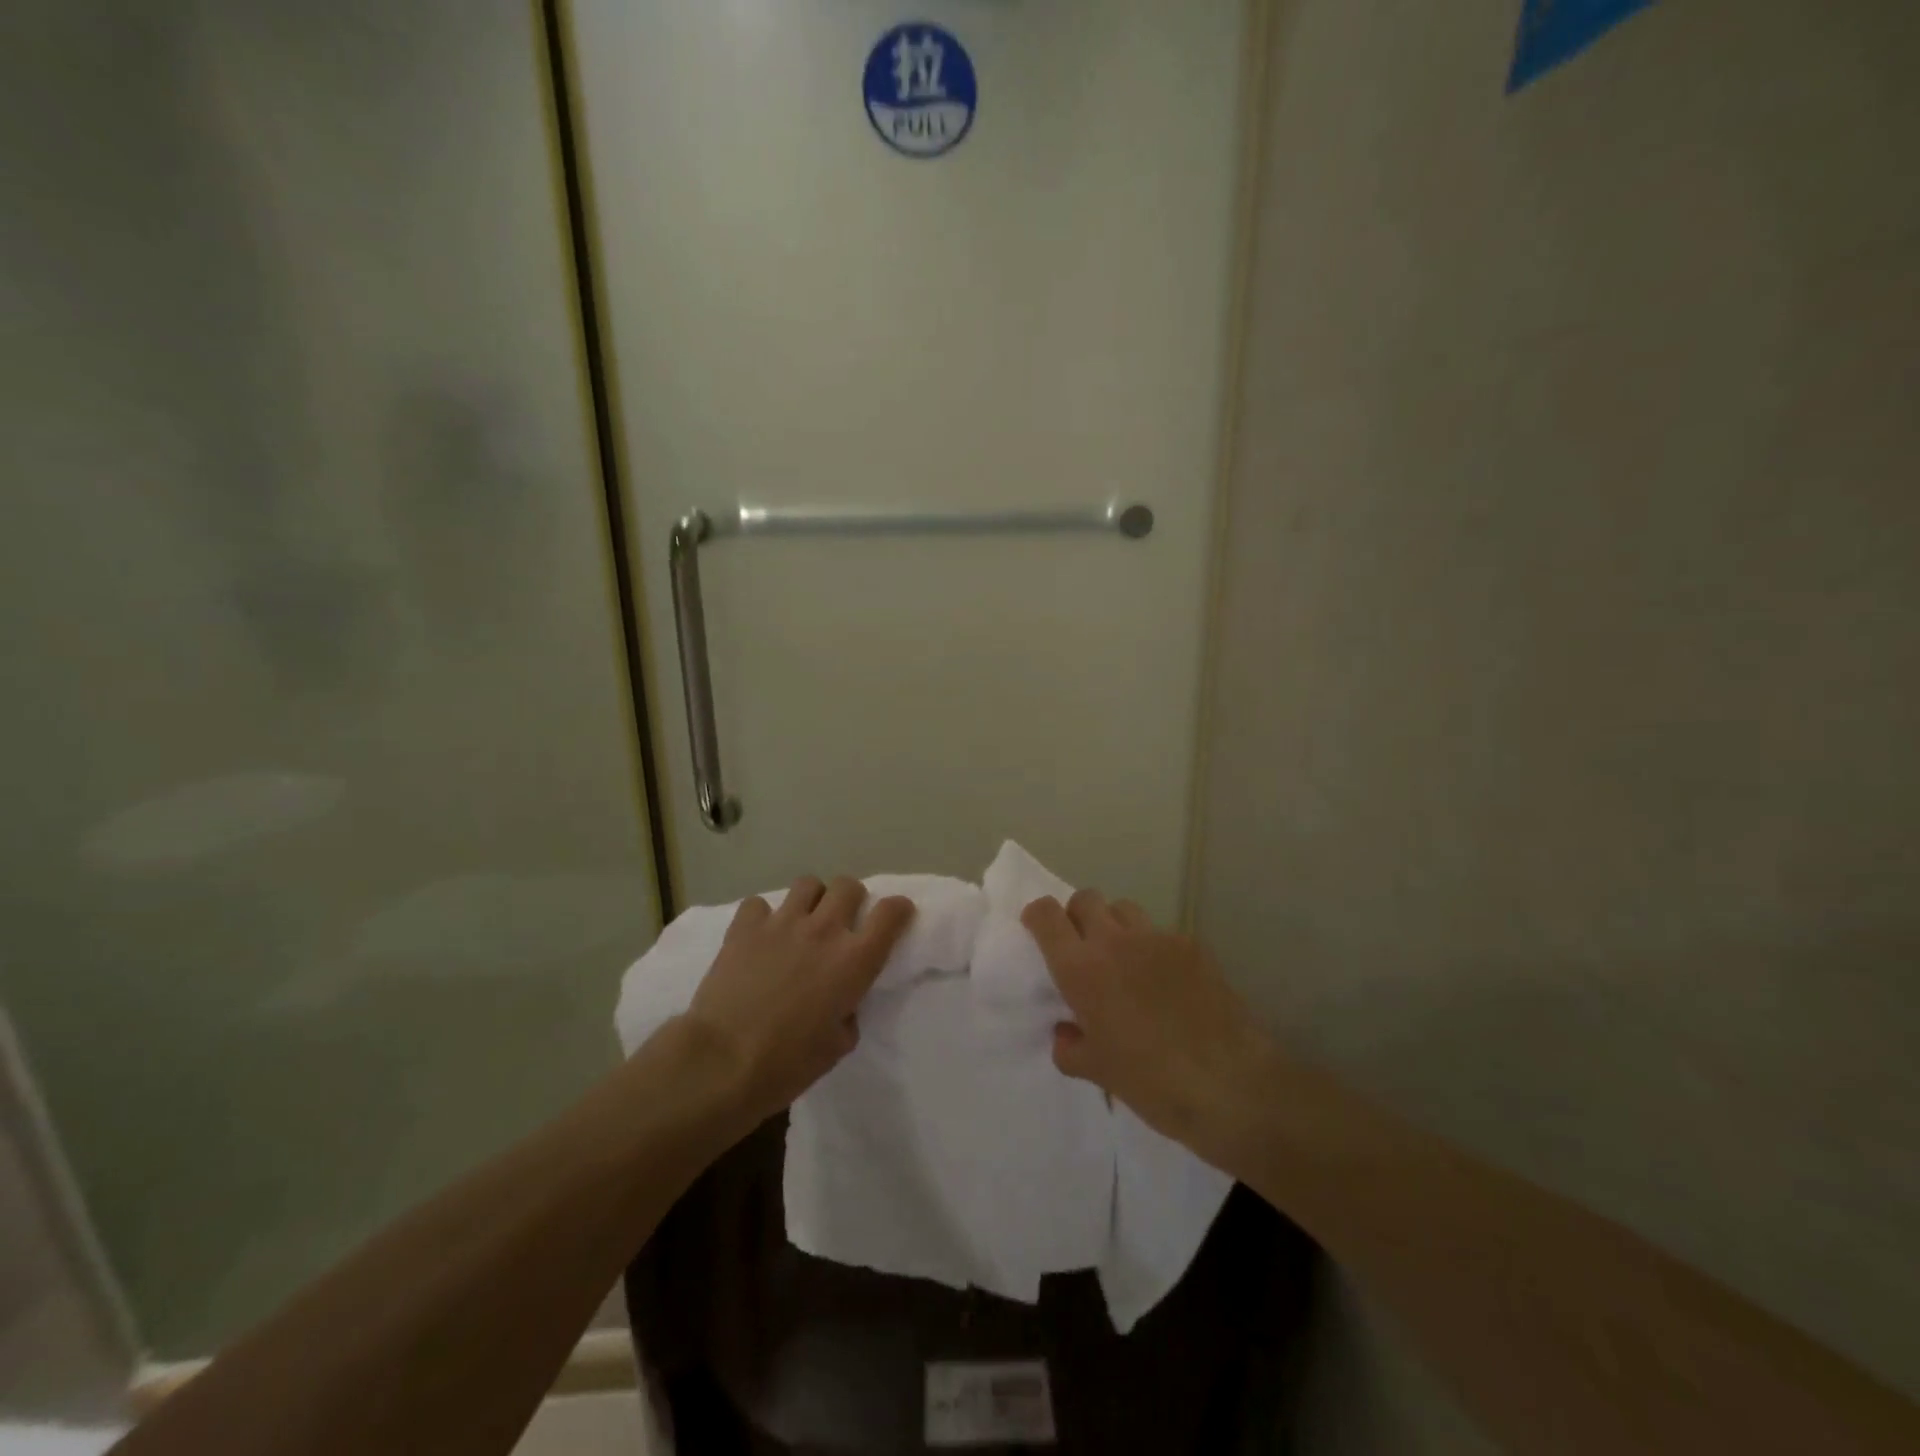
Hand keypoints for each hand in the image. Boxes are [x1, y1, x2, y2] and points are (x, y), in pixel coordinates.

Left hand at [683, 875, 913, 1122]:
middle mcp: (824, 930)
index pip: (890, 913)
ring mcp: (783, 923)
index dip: (898, 909)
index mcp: (855, 960)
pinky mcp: (745, 926)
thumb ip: (848, 1012)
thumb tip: (841, 1003)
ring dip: (811, 900)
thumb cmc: (787, 1063)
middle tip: (841, 921)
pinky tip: (759, 936)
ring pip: (808, 884)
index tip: (896, 915)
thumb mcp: (838, 1046)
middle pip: (848, 886)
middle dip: (850, 899)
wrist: (722, 1061)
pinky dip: (763, 916)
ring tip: (802, 920)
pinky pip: (760, 904)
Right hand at [1022, 890, 1277, 1167]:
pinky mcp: (1192, 945)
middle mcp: (1114, 941)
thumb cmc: (1150, 1082)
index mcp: (1080, 968)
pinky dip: (1153, 948)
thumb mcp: (1096, 1071)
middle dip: (1078, 916)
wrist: (1228, 1085)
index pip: (1046, 914)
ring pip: (1124, 908)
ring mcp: (1157, 938)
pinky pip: (1161, 933)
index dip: (1037, 916)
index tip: (1038, 931)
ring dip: (1116, 926)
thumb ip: (1069, 1046)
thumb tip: (1067, 1032)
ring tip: (1125, 960)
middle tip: (1084, 948)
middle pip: (1086, 898)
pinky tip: (1167, 983)